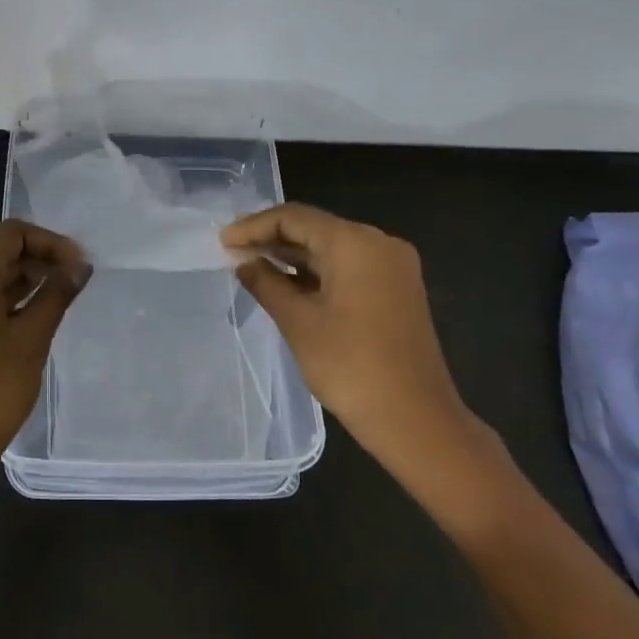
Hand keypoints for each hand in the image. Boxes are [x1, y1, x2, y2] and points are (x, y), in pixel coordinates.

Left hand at [0, 218, 89, 492]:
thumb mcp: (31, 340)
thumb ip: (56, 295)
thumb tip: (80, 266)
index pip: (11, 234)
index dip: (49, 242)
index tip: (79, 266)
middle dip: (39, 260)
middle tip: (75, 282)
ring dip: (24, 281)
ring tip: (60, 299)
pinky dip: (5, 300)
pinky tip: (32, 319)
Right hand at [223, 203, 501, 505]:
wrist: (415, 420)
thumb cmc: (350, 366)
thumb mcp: (298, 321)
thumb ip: (266, 283)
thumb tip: (243, 261)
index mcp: (355, 243)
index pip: (295, 218)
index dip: (254, 226)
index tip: (222, 241)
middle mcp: (379, 243)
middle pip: (315, 228)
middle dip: (272, 238)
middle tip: (232, 250)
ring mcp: (393, 266)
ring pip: (332, 247)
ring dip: (293, 255)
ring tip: (252, 265)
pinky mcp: (397, 289)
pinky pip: (349, 266)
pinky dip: (316, 271)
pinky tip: (287, 282)